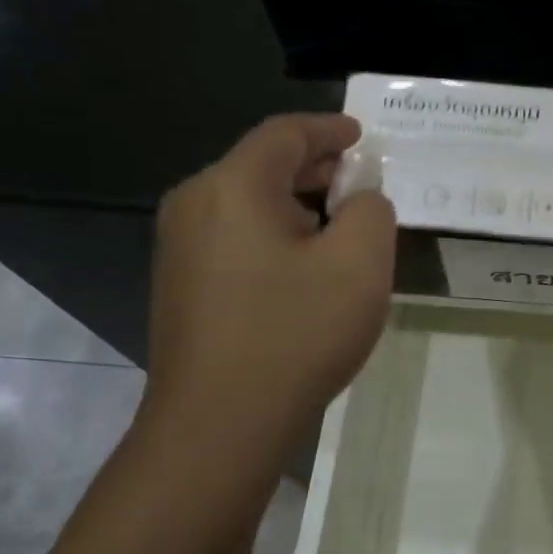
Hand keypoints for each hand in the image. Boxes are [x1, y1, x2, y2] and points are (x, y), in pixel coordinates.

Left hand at [142, 114, 395, 451]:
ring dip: (299, 205)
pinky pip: (236, 238)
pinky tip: (307, 265)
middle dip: (317, 168)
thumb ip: (372, 212)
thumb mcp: (360, 265)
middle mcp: (195, 205)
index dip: (330, 129)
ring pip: (249, 204)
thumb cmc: (296, 334)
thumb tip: (360, 200)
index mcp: (233, 186)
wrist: (221, 423)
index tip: (363, 136)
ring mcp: (180, 248)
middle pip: (262, 166)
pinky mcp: (182, 285)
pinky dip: (276, 234)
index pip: (285, 134)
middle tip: (362, 180)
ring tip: (343, 225)